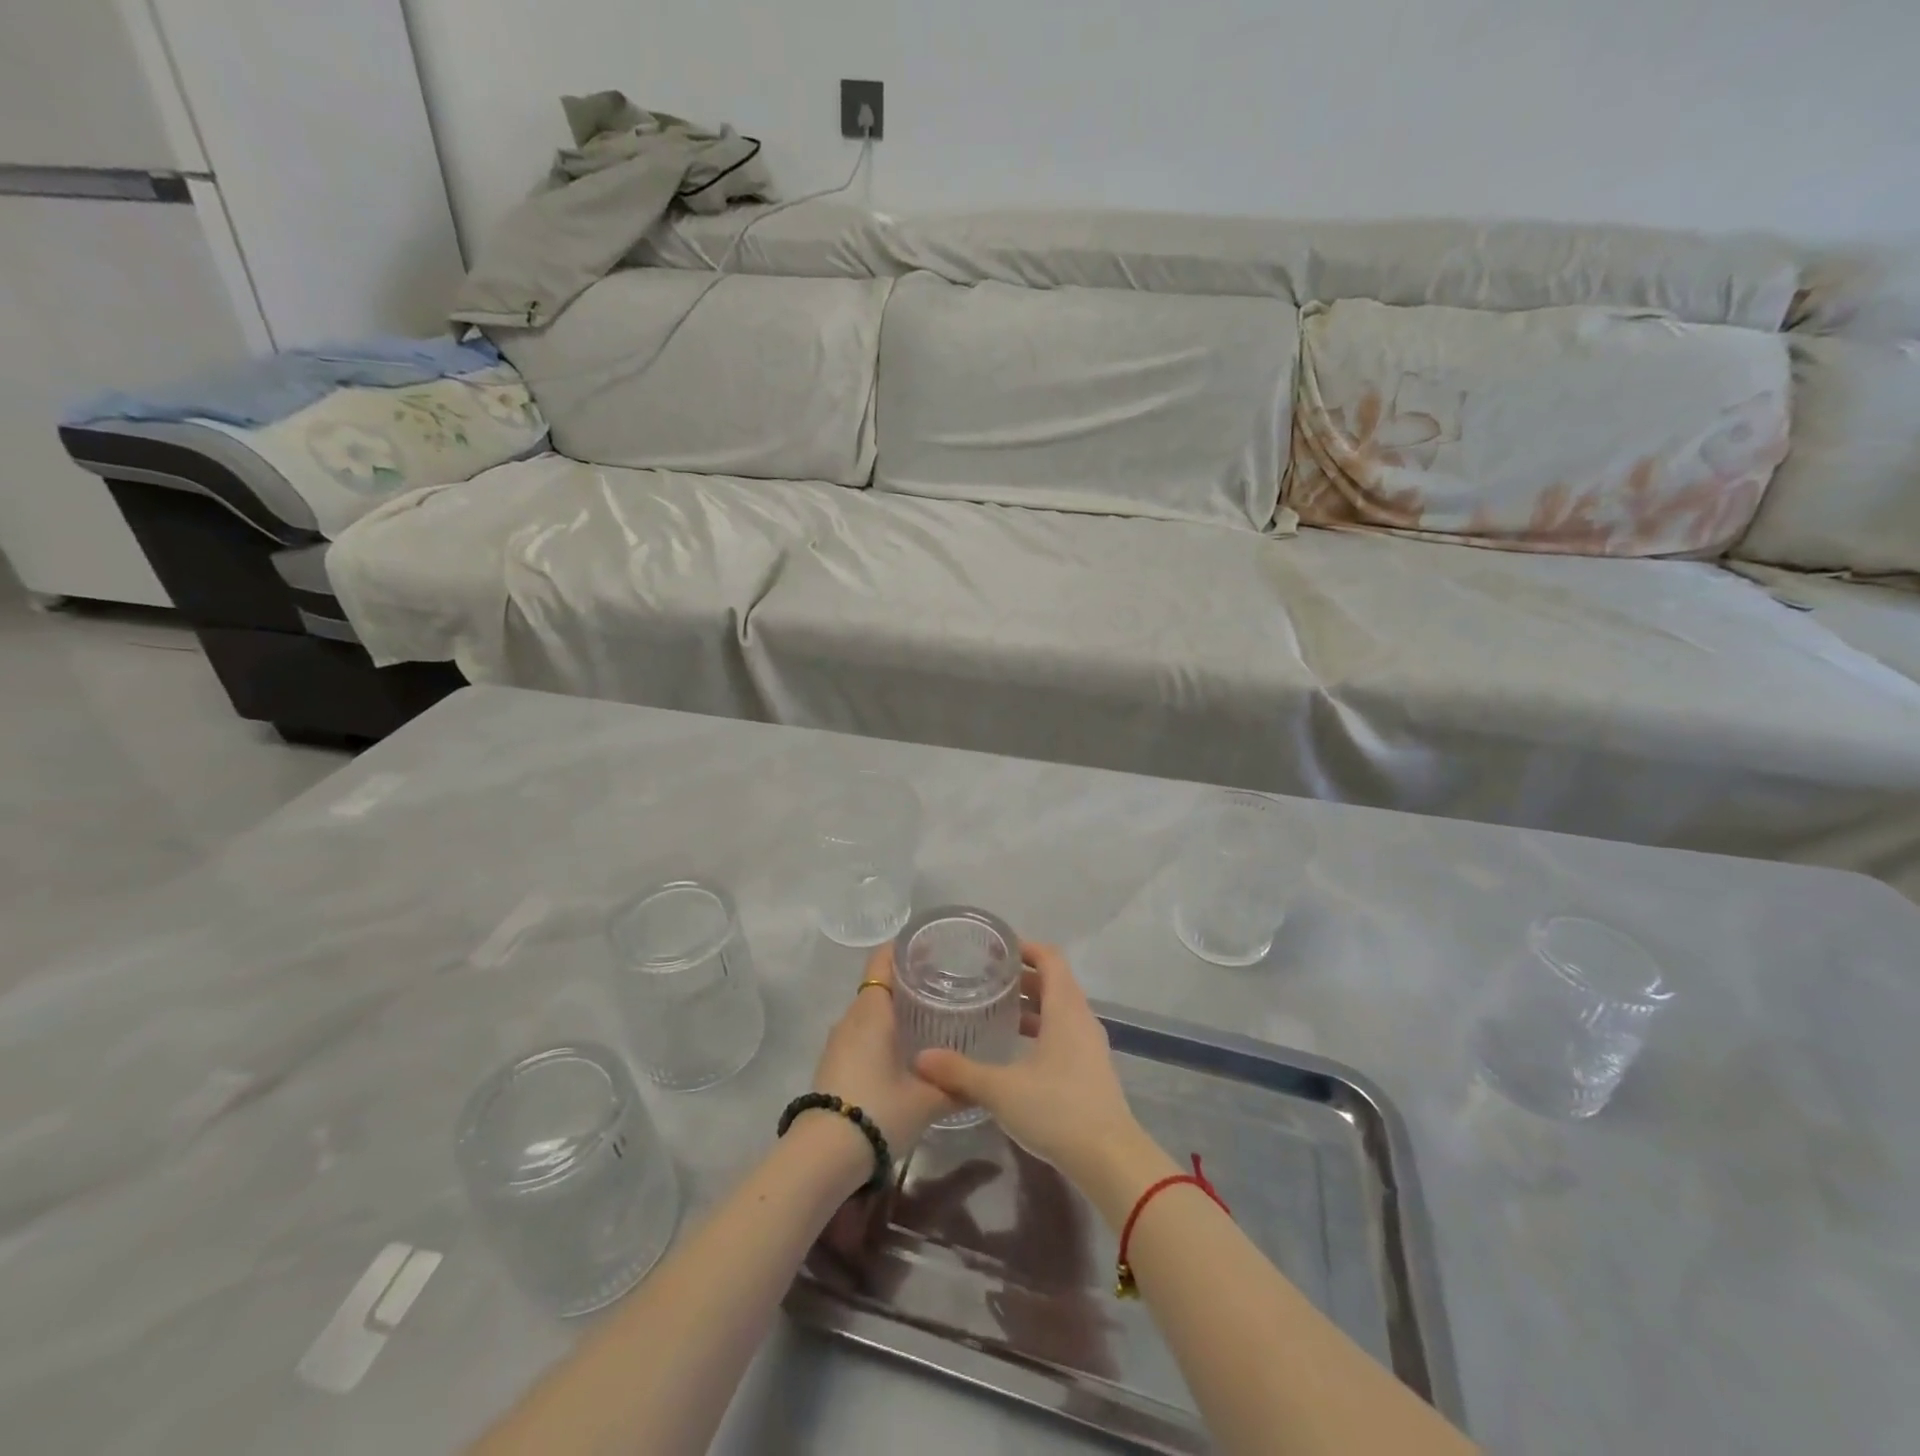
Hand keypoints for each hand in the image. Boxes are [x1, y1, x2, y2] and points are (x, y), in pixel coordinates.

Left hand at [809, 945, 953, 1156]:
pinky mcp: (833, 1062)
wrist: (823, 1155)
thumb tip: (983, 1083)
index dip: (904, 948)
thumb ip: (957, 1086)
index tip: (933, 948)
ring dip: (894, 1009)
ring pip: (869, 1010)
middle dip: (908, 981)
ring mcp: (838, 1040)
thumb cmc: (879, 1111)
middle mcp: (852, 1016)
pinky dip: (882, 1031)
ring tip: (930, 1016)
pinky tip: (904, 1049)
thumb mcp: (927, 1100)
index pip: (883, 959)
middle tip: (944, 984)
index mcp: (872, 1009)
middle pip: (878, 983)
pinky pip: (861, 1032)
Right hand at [914, 945, 1150, 1193]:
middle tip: (986, 978)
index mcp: (1065, 1008)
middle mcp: (1081, 1018)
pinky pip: (1064, 1032)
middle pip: (1055, 981)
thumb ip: (960, 1071)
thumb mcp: (1001, 1089)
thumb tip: (921, 1058)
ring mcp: (1090, 1045)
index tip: (995, 948)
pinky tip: (1016, 1050)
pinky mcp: (1091, 1069)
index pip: (1050, 958)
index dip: (1025, 947)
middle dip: (1022, 975)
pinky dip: (1041, 1029)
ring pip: (1060, 1009)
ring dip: (1032, 1004)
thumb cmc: (1057, 1109)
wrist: (1110, 1159)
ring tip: (996, 1010)